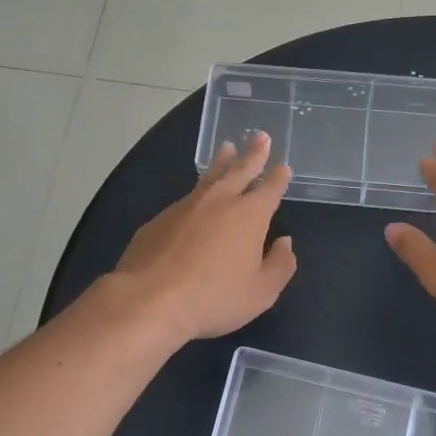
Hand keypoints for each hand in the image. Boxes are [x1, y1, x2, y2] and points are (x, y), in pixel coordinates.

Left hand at [112, 131, 297, 342]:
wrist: (150, 299)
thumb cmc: (214, 297)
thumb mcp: (261, 292)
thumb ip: (279, 266)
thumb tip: (285, 243)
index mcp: (249, 215)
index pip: (269, 189)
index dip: (278, 177)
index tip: (283, 166)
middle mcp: (219, 201)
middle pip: (239, 170)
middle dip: (253, 154)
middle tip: (260, 136)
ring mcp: (185, 206)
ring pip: (209, 177)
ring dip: (221, 162)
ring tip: (227, 148)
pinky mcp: (159, 219)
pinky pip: (185, 199)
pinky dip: (196, 192)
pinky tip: (195, 199)